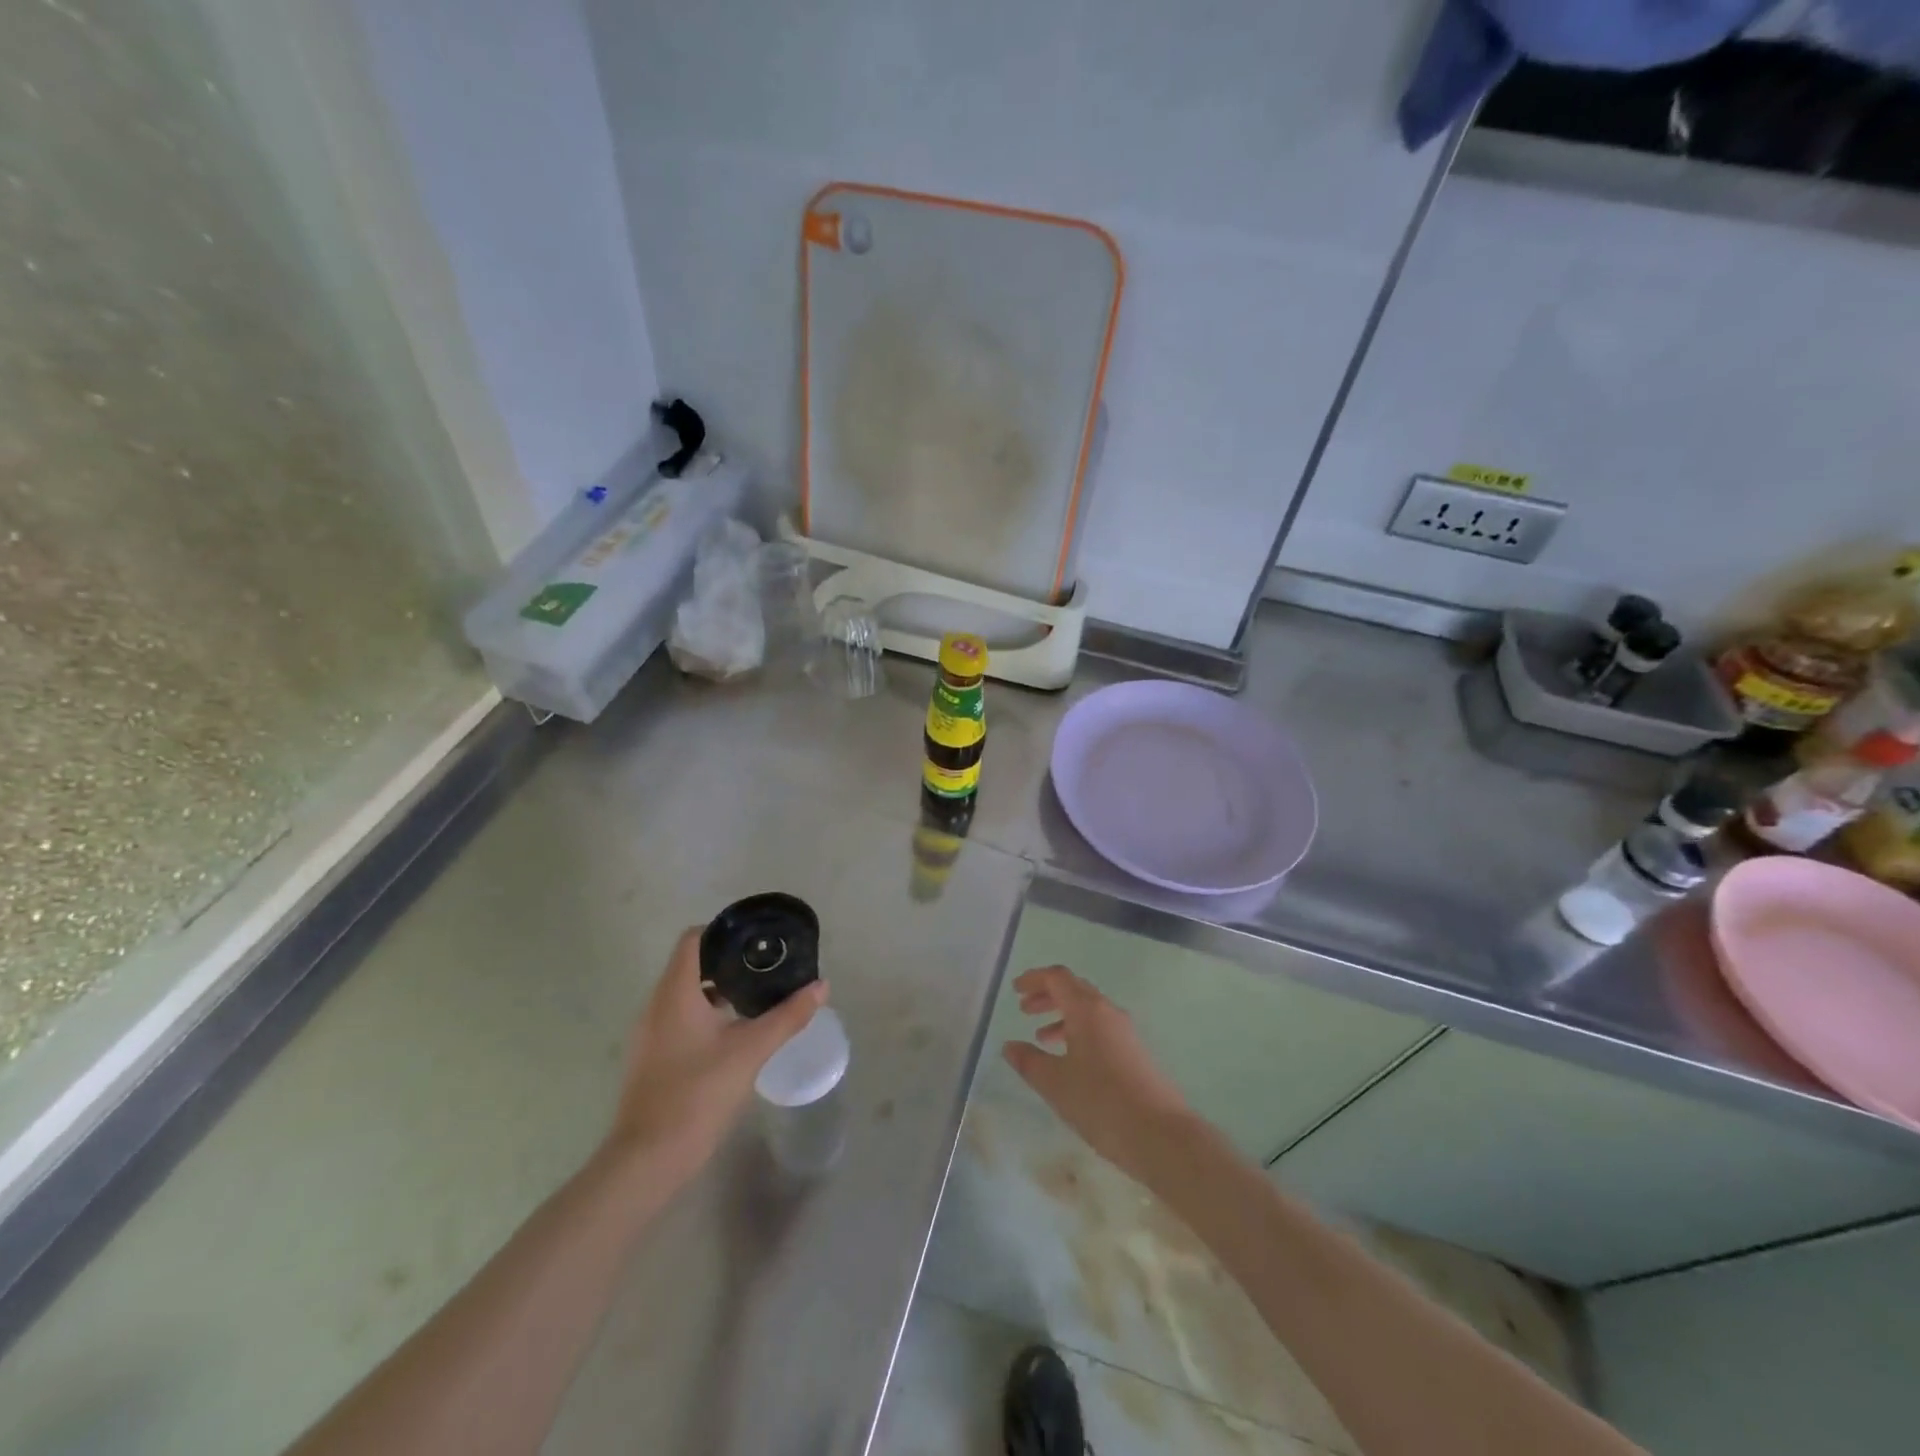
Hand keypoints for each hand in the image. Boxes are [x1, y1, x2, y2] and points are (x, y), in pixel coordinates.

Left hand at [604, 927, 827, 1190]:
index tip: (756, 939)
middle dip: (728, 962)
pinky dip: (705, 1015)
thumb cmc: (697, 1094)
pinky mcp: (651, 1058)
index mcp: (675, 992)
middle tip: (766, 967)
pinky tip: (734, 1034)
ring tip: (756, 997)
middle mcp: (656, 1005)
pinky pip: (679, 1019)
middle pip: (690, 965)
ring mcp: (650, 1033)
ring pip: (685, 994)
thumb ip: (787, 1016)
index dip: (723, 931)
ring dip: (718, 990)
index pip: (693, 939)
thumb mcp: (751, 1051)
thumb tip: (822, 986)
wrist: (648, 1160)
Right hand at [1001, 965, 1195, 1185]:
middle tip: (1024, 1010)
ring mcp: (1125, 1032)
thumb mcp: (1055, 1083)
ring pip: (1088, 1011)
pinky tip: (1070, 1061)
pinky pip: (1100, 1029)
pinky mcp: (1134, 1053)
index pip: (1057, 978)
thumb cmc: (1102, 1102)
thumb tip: (1010, 1046)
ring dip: (1062, 1017)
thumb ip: (1029, 1061)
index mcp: (1087, 1009)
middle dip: (1047, 996)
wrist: (1161, 1135)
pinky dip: (1079, 1033)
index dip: (1034, 979)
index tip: (1015, 989)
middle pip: (1074, 989)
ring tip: (1042, 1038)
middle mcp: (1108, 1012)